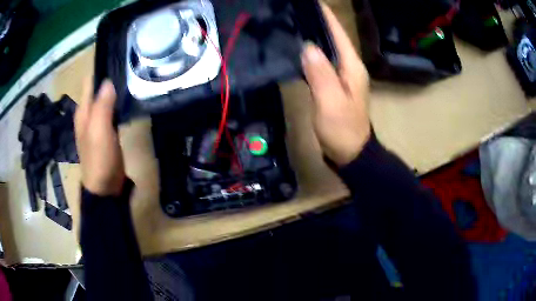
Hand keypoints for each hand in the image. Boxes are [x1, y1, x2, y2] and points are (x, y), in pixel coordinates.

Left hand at [75, 79, 125, 195]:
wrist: (105, 188)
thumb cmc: (99, 159)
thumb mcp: (99, 131)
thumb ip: (102, 106)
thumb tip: (108, 81)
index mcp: (84, 110)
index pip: (90, 81)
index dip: (101, 68)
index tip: (119, 59)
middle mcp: (89, 113)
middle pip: (99, 88)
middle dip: (111, 78)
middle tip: (130, 69)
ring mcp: (98, 123)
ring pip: (107, 99)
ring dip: (116, 90)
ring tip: (133, 80)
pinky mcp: (108, 131)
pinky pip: (112, 111)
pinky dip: (119, 104)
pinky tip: (129, 100)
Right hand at [301, 3, 370, 166]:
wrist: (350, 153)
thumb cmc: (343, 130)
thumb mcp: (331, 102)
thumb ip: (321, 73)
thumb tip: (308, 46)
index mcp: (352, 66)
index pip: (338, 33)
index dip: (325, 16)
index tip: (309, 4)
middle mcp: (348, 66)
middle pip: (332, 38)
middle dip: (315, 23)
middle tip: (293, 13)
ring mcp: (340, 76)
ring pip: (325, 49)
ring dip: (311, 36)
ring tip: (291, 24)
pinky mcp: (331, 84)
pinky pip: (320, 62)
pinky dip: (309, 54)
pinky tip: (295, 49)